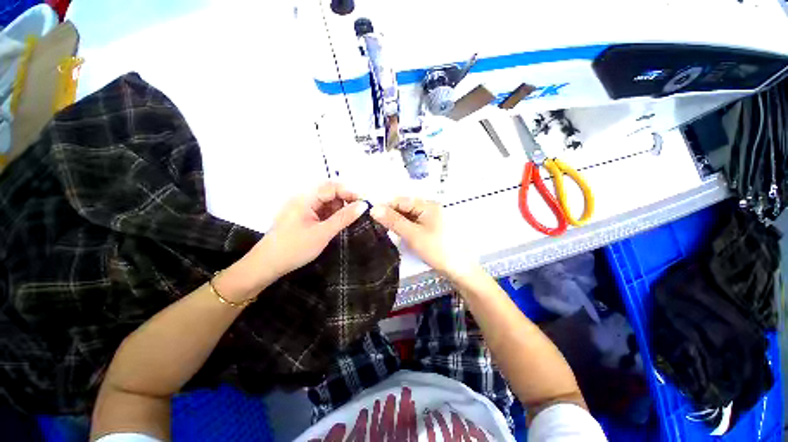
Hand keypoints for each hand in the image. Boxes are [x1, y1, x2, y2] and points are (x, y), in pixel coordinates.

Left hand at [249, 182, 367, 280]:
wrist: (267, 265)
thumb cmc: (295, 248)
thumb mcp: (323, 233)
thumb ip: (343, 218)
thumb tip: (363, 205)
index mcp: (305, 198)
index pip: (332, 187)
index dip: (350, 192)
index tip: (365, 203)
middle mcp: (303, 198)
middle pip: (330, 192)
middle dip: (346, 200)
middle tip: (360, 212)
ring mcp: (303, 207)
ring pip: (327, 202)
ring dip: (340, 208)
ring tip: (349, 220)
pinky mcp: (303, 216)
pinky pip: (322, 210)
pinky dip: (332, 215)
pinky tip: (338, 223)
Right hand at [370, 197, 473, 276]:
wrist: (459, 269)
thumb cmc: (437, 249)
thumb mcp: (413, 235)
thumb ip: (393, 221)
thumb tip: (374, 209)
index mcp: (428, 205)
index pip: (401, 200)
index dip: (386, 207)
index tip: (372, 217)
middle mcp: (430, 208)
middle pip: (405, 207)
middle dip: (392, 216)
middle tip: (378, 227)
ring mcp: (432, 219)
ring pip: (409, 217)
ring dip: (398, 223)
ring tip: (386, 232)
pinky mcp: (432, 229)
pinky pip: (415, 224)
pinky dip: (406, 228)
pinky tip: (399, 235)